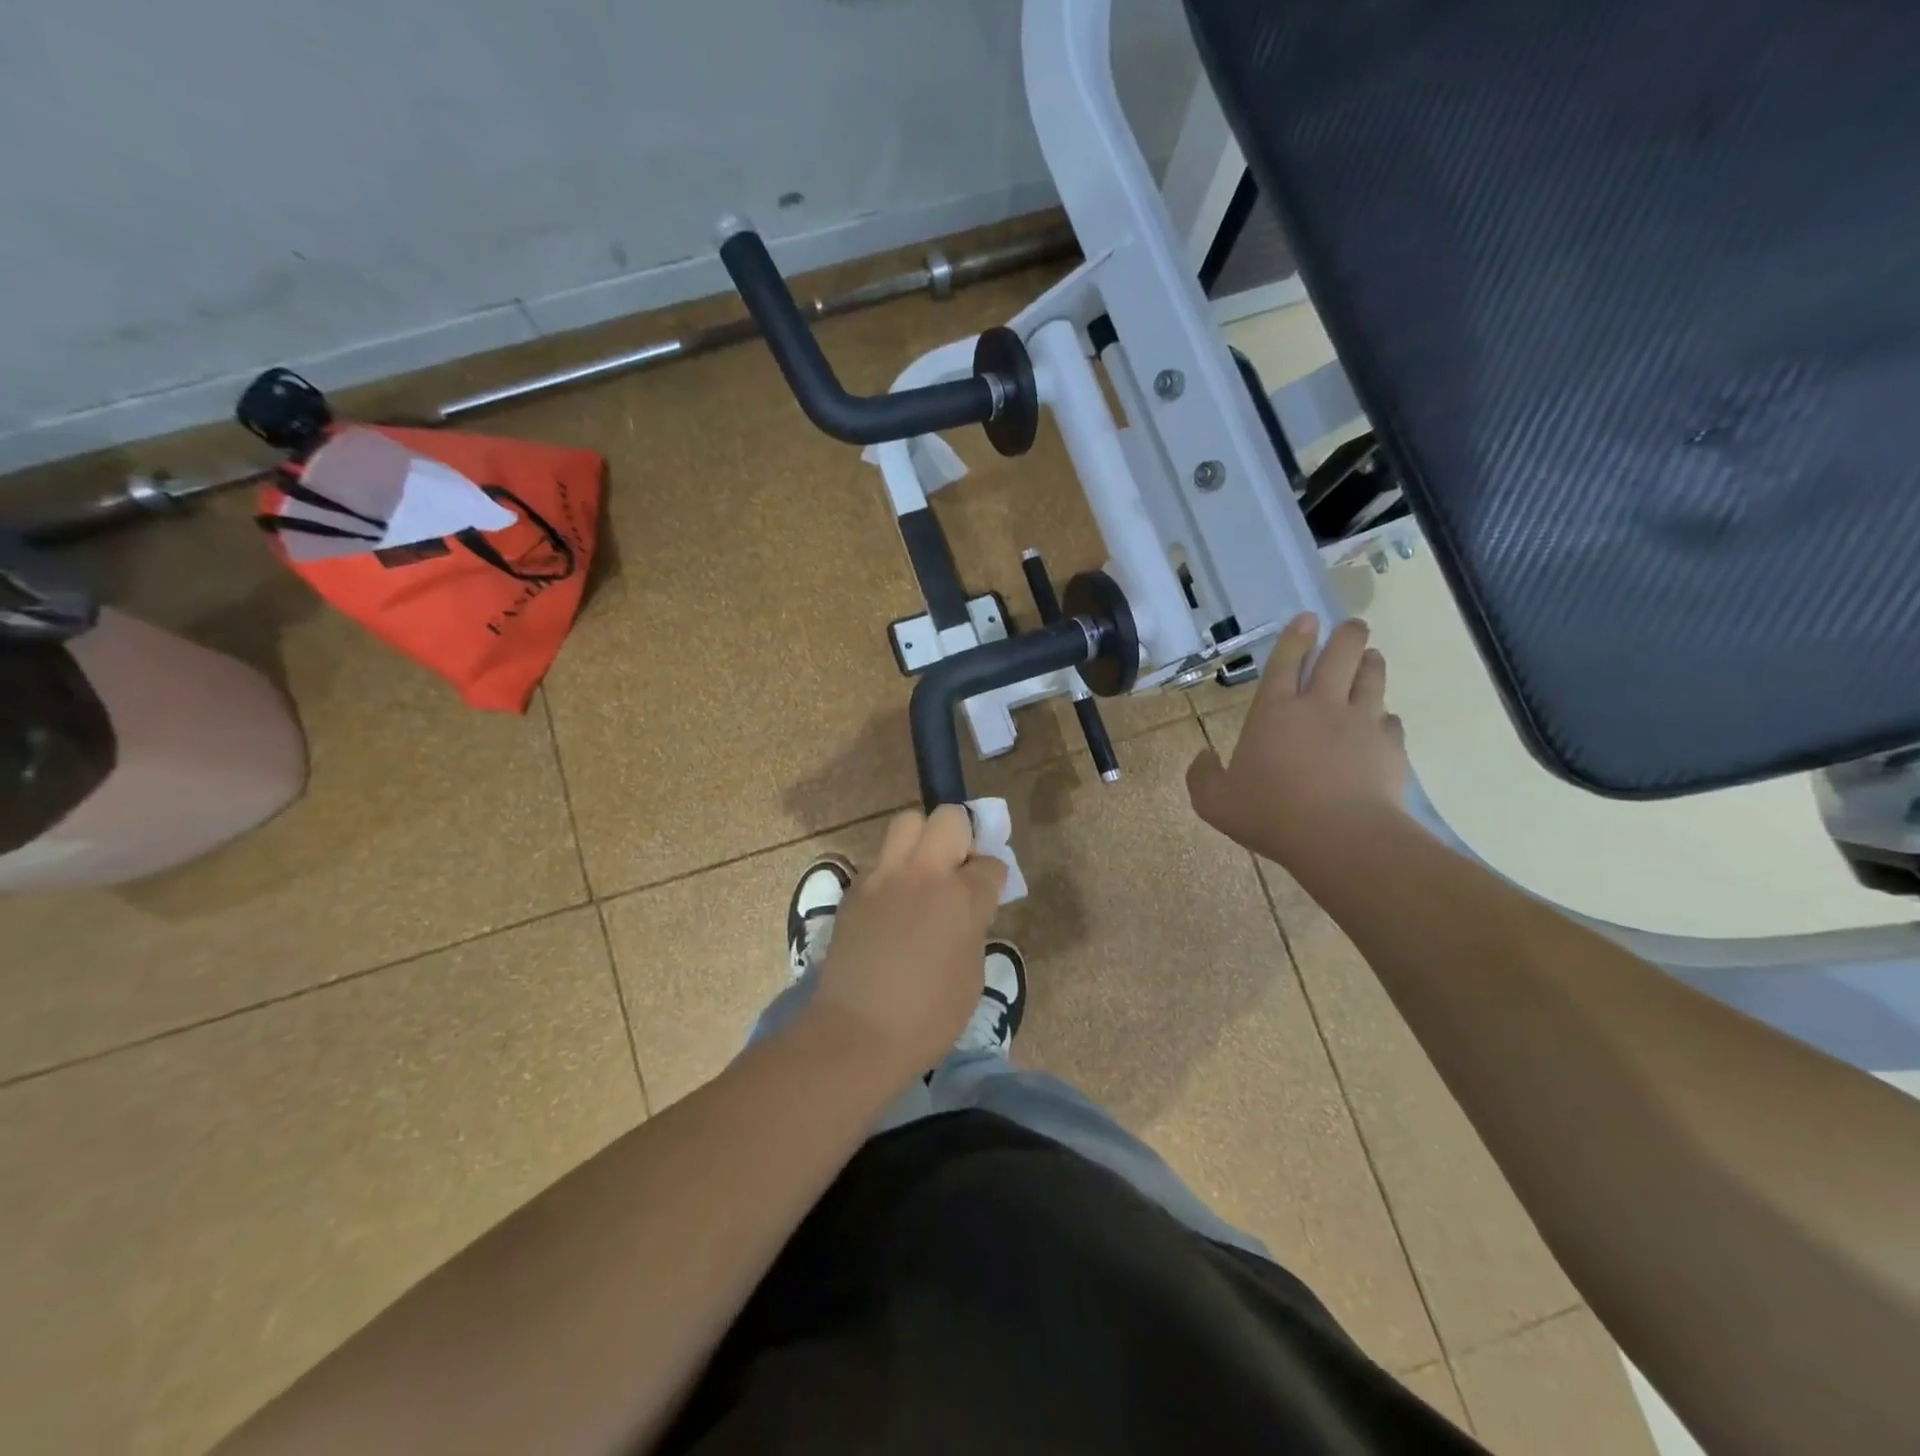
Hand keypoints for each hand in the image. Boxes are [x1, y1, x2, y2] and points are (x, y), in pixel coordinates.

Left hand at [801, 805, 1006, 1085]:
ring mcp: (883, 877)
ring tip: (922, 876)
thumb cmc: (927, 1017)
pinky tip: (893, 904)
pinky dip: (893, 870)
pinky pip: (880, 860)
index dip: (992, 877)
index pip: (989, 863)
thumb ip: (974, 926)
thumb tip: (968, 907)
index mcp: (962, 897)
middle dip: (960, 835)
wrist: (856, 1034)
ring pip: (906, 823)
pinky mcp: (854, 889)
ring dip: (921, 841)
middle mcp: (923, 874)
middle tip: (956, 868)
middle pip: (948, 817)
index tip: (988, 894)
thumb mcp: (972, 974)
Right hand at [1187, 614, 1409, 866]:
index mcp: (1274, 711)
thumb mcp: (1214, 802)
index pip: (1285, 660)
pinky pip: (1391, 719)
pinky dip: (1385, 716)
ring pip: (1372, 675)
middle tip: (1351, 627)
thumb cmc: (1271, 815)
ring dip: (1370, 661)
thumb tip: (1203, 757)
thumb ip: (1202, 775)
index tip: (1306, 618)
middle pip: (1340, 653)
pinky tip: (1382, 722)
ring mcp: (1361, 722)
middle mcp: (1320, 705)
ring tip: (1370, 657)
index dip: (1295, 636)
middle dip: (1346, 634)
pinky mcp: (1390, 745)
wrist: (1341, 838)